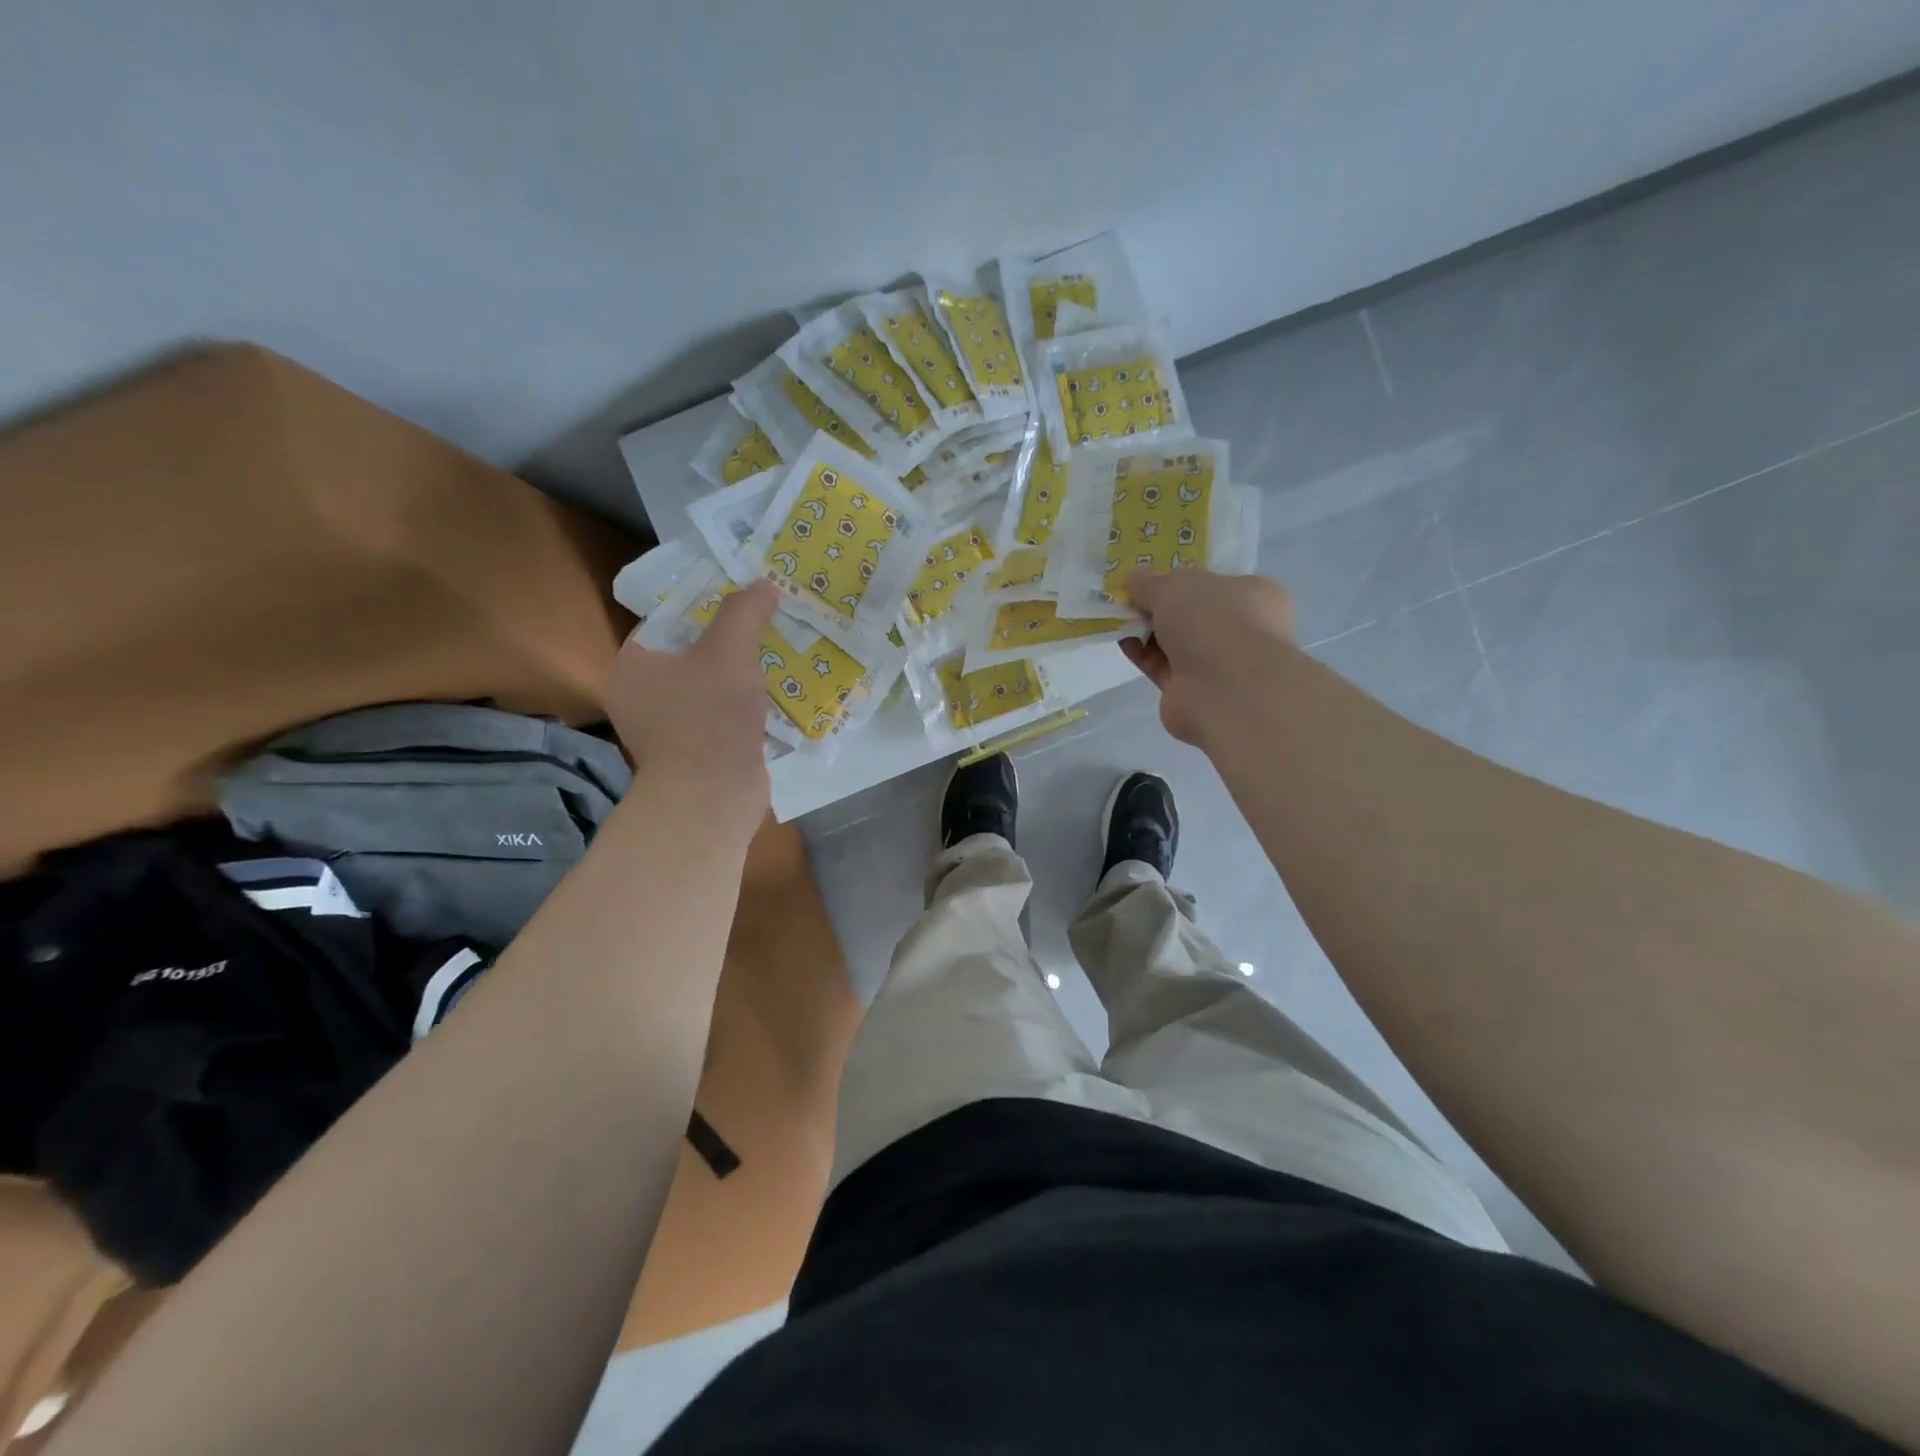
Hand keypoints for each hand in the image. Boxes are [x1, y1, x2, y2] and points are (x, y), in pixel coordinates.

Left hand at [606, 579, 778, 793]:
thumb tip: (763, 584)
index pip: (666, 621)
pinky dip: (740, 707)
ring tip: (776, 656)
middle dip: (728, 642)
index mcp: (633, 666)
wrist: (712, 797)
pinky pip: (716, 717)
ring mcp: (663, 730)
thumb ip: (744, 613)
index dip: (704, 606)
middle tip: (764, 625)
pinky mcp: (689, 754)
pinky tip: (772, 697)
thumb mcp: (730, 652)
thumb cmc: (710, 717)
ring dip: (738, 676)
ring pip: (706, 687)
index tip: (740, 600)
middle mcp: (639, 696)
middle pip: (689, 654)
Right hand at [1123, 568, 1294, 746]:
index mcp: (1255, 596)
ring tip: (1117, 617)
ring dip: (1147, 630)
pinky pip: (1163, 666)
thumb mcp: (1175, 585)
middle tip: (1129, 596)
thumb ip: (1151, 582)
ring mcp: (1219, 663)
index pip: (1218, 583)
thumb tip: (1136, 577)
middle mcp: (1242, 629)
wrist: (1222, 689)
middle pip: (1192, 613)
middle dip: (1159, 606)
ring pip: (1175, 641)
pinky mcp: (1193, 690)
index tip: (1153, 577)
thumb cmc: (1212, 620)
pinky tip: (1123, 642)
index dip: (1184, 578)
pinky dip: (1143, 654)